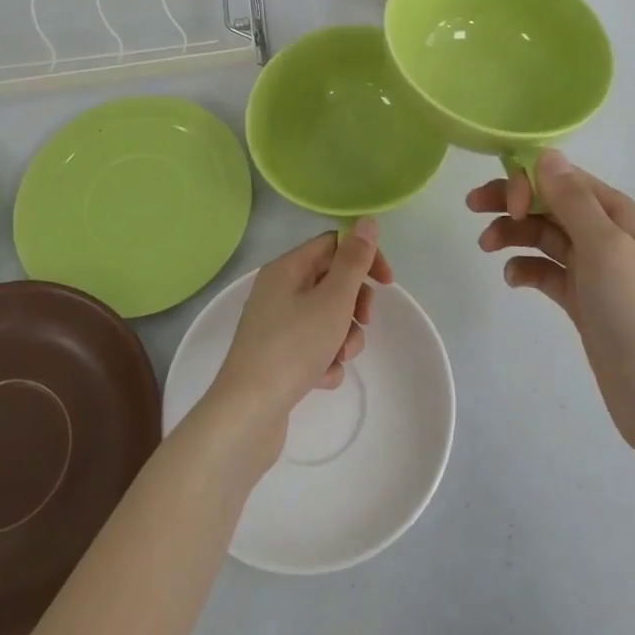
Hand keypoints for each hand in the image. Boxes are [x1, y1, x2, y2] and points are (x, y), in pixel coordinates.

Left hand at [205, 221, 388, 460]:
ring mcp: (275, 326)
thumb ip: (354, 260)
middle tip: (363, 323)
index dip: (363, 259)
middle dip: (354, 304)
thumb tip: (367, 221)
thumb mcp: (333, 299)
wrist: (248, 413)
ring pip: (326, 318)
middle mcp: (278, 291)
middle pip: (331, 282)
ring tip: (338, 358)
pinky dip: (325, 360)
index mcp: (286, 269)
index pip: (334, 245)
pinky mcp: (277, 358)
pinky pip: (313, 347)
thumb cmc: (293, 347)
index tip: (387, 284)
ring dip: (343, 337)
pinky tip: (322, 378)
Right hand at [470, 151, 634, 451]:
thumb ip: (572, 200)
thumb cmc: (633, 310)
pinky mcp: (581, 299)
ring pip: (544, 236)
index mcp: (617, 213)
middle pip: (550, 204)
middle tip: (473, 207)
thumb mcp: (604, 246)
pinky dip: (526, 268)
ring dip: (514, 234)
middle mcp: (605, 234)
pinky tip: (513, 279)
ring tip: (486, 247)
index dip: (529, 181)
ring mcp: (593, 268)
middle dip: (513, 202)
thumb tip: (546, 155)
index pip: (564, 179)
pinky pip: (546, 271)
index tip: (506, 204)